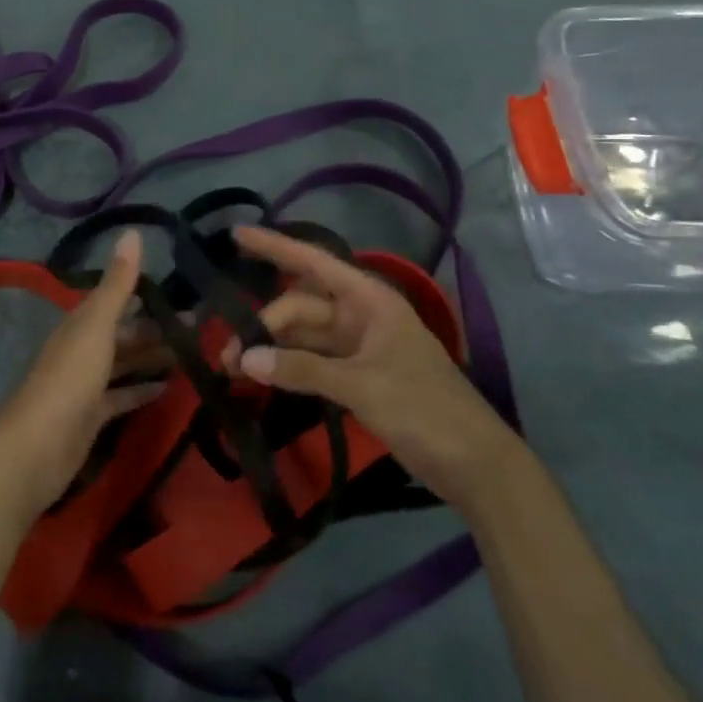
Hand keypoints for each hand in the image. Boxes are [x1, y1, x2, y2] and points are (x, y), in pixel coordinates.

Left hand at [0, 231, 165, 523]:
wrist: (34, 449)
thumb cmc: (68, 380)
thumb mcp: (96, 327)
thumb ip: (117, 284)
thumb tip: (132, 231)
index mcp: (81, 324)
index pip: (117, 300)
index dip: (147, 294)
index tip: (184, 292)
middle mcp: (82, 349)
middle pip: (124, 334)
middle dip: (156, 329)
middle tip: (200, 328)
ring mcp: (86, 385)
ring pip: (124, 363)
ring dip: (152, 358)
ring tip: (192, 354)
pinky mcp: (91, 417)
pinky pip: (122, 397)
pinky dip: (142, 391)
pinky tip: (167, 389)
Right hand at [224, 225, 523, 507]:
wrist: (476, 465)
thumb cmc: (425, 409)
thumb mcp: (362, 386)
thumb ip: (302, 369)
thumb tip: (245, 360)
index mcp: (370, 300)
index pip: (313, 262)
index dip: (274, 247)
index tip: (235, 235)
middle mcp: (361, 316)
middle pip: (300, 306)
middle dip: (263, 325)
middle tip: (227, 357)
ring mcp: (359, 347)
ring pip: (303, 336)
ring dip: (271, 349)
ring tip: (232, 369)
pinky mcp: (357, 376)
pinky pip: (312, 361)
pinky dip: (288, 367)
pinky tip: (261, 377)